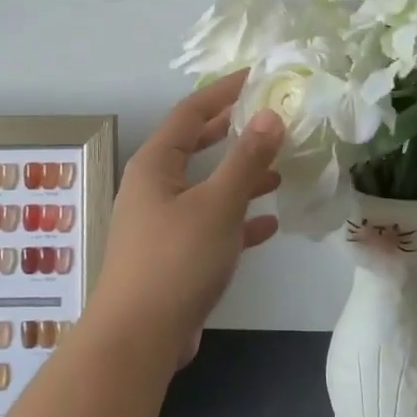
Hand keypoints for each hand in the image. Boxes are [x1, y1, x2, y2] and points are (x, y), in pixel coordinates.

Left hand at [89, 70, 284, 364]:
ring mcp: (161, 223)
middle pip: (195, 146)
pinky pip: (209, 224)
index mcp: (155, 165)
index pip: (190, 113)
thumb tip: (270, 115)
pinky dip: (236, 219)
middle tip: (268, 118)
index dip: (223, 92)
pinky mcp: (172, 255)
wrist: (138, 339)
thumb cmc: (176, 260)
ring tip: (278, 169)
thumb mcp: (217, 205)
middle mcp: (153, 187)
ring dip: (239, 177)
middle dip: (232, 132)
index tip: (255, 77)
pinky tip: (268, 223)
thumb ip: (246, 159)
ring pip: (205, 187)